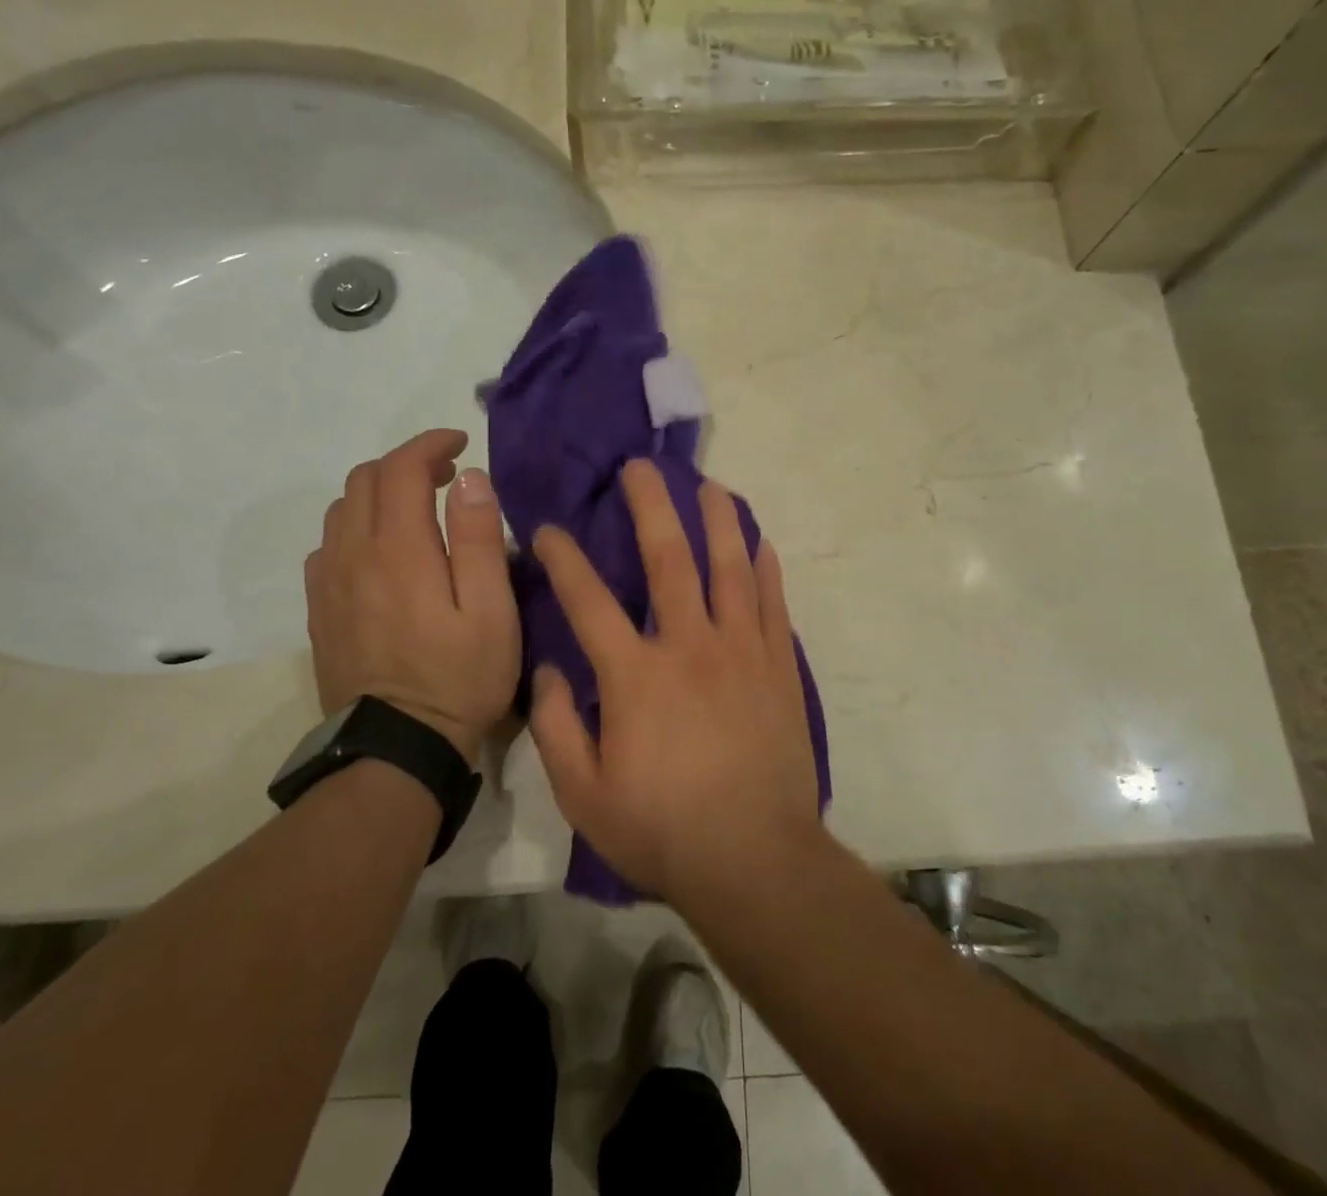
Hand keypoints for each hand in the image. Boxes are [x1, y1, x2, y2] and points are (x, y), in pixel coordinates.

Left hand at [304, 429, 518, 763]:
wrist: (397, 748)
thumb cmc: (459, 677)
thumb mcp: (491, 610)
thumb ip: (479, 538)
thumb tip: (468, 478)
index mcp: (399, 550)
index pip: (401, 468)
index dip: (430, 444)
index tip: (460, 442)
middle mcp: (353, 555)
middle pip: (364, 479)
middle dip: (406, 463)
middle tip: (446, 477)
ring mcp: (329, 583)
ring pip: (341, 509)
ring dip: (379, 492)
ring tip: (417, 509)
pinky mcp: (319, 610)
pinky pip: (328, 545)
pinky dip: (356, 527)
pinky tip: (382, 551)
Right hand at [528, 460, 821, 900]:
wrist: (755, 860)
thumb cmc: (662, 830)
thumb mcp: (583, 794)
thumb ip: (557, 726)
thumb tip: (548, 670)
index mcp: (635, 675)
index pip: (587, 600)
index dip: (563, 558)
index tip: (547, 528)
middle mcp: (689, 646)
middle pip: (668, 559)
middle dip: (652, 506)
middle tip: (642, 466)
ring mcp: (741, 651)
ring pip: (730, 567)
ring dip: (719, 520)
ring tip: (711, 485)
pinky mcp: (778, 666)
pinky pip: (772, 603)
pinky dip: (766, 568)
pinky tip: (761, 542)